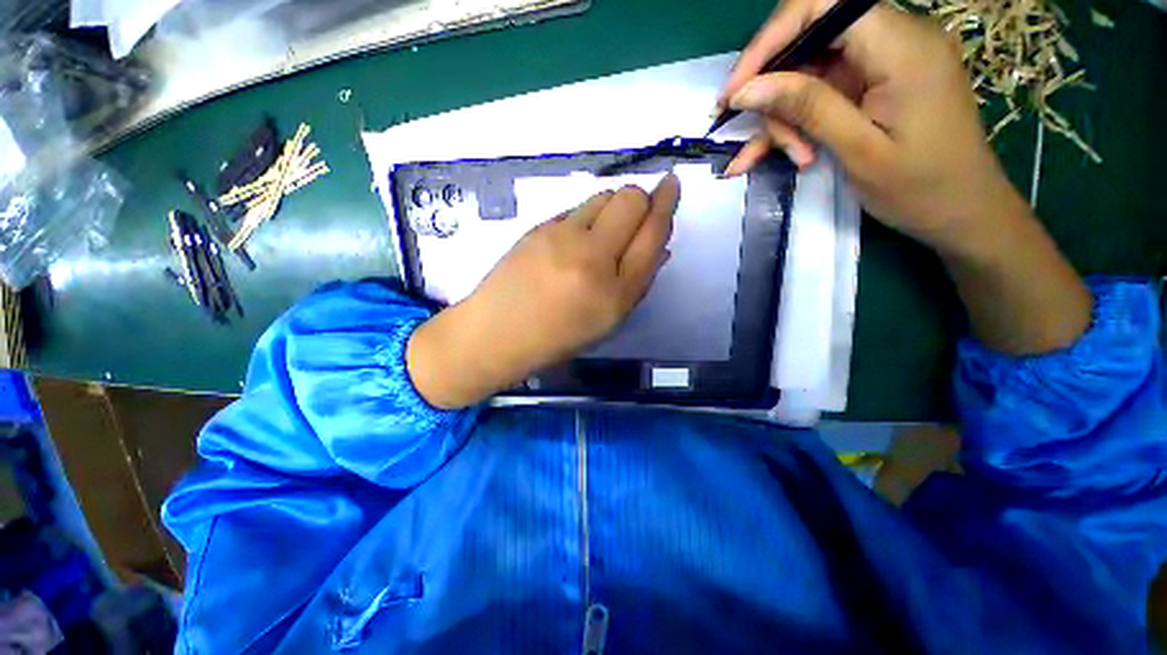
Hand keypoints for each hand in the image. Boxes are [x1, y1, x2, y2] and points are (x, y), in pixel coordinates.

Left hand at [407, 175, 680, 408]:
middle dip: (642, 198)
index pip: (652, 234)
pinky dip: (587, 216)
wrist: (497, 332)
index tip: (671, 185)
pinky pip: (576, 208)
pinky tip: (574, 240)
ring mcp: (562, 237)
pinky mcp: (539, 227)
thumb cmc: (557, 336)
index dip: (666, 205)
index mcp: (616, 293)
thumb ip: (637, 282)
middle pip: (631, 200)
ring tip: (603, 232)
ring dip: (613, 206)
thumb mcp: (607, 321)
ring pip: (603, 196)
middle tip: (637, 214)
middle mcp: (593, 258)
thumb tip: (659, 246)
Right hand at [718, 1, 1022, 254]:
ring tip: (792, 158)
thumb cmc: (921, 187)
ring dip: (787, 119)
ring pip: (810, 74)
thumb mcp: (858, 149)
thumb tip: (746, 90)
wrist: (963, 212)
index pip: (821, 6)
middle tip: (763, 143)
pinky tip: (766, 156)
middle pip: (810, 44)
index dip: (769, 41)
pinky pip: (823, 93)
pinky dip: (796, 124)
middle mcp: (894, 39)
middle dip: (778, 94)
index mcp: (901, 45)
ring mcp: (884, 63)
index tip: (734, 91)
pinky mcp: (876, 84)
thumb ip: (806, 108)